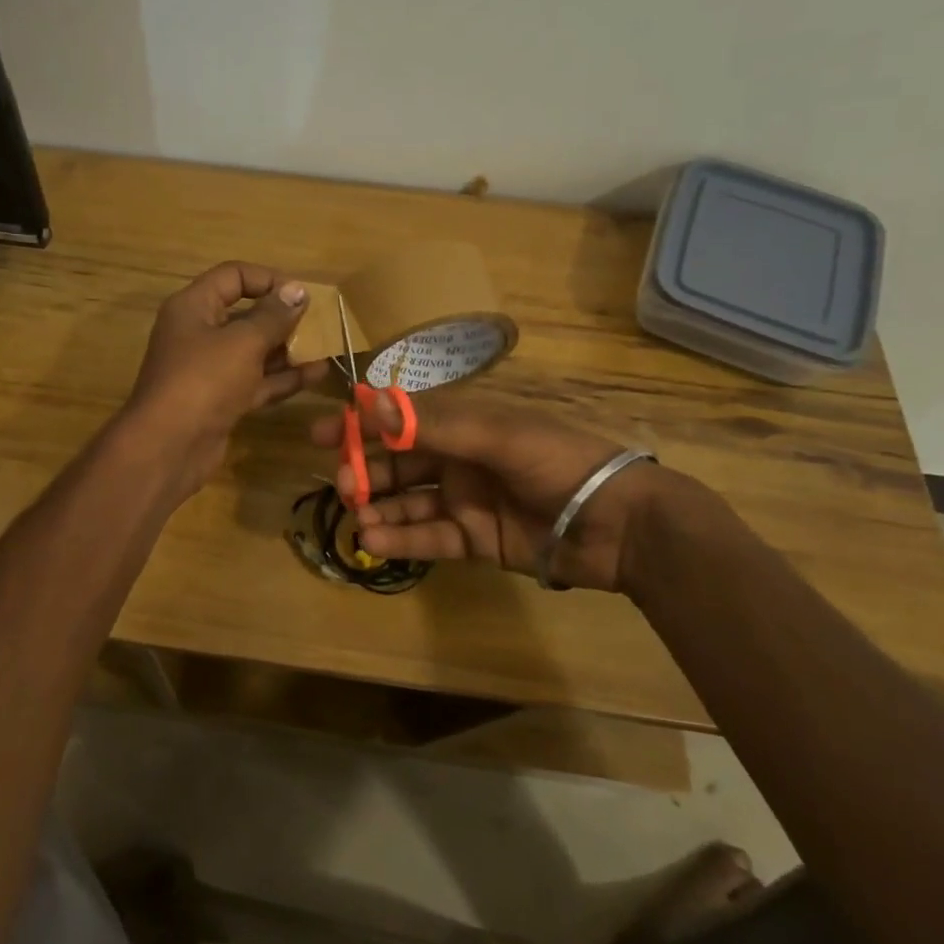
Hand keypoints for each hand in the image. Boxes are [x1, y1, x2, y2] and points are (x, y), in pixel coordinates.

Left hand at [121, 261, 315, 493]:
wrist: (169, 447)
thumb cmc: (204, 380)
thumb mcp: (243, 342)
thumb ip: (273, 316)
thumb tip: (297, 291)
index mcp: (193, 307)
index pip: (233, 276)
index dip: (268, 279)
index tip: (301, 294)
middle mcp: (198, 333)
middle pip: (243, 314)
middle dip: (280, 317)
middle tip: (318, 322)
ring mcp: (208, 370)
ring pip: (252, 351)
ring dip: (286, 349)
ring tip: (324, 347)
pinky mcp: (220, 400)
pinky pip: (255, 381)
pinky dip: (282, 378)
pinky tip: (315, 375)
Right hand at [309, 392, 662, 591]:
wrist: (621, 525)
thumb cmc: (559, 462)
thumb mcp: (495, 434)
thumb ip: (431, 424)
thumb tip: (366, 404)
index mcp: (465, 424)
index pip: (401, 419)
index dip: (362, 424)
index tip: (321, 434)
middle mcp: (459, 459)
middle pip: (399, 462)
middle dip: (366, 470)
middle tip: (342, 484)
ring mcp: (466, 500)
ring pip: (409, 501)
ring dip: (379, 506)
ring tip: (355, 514)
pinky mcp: (475, 540)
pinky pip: (429, 537)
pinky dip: (400, 538)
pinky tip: (373, 540)